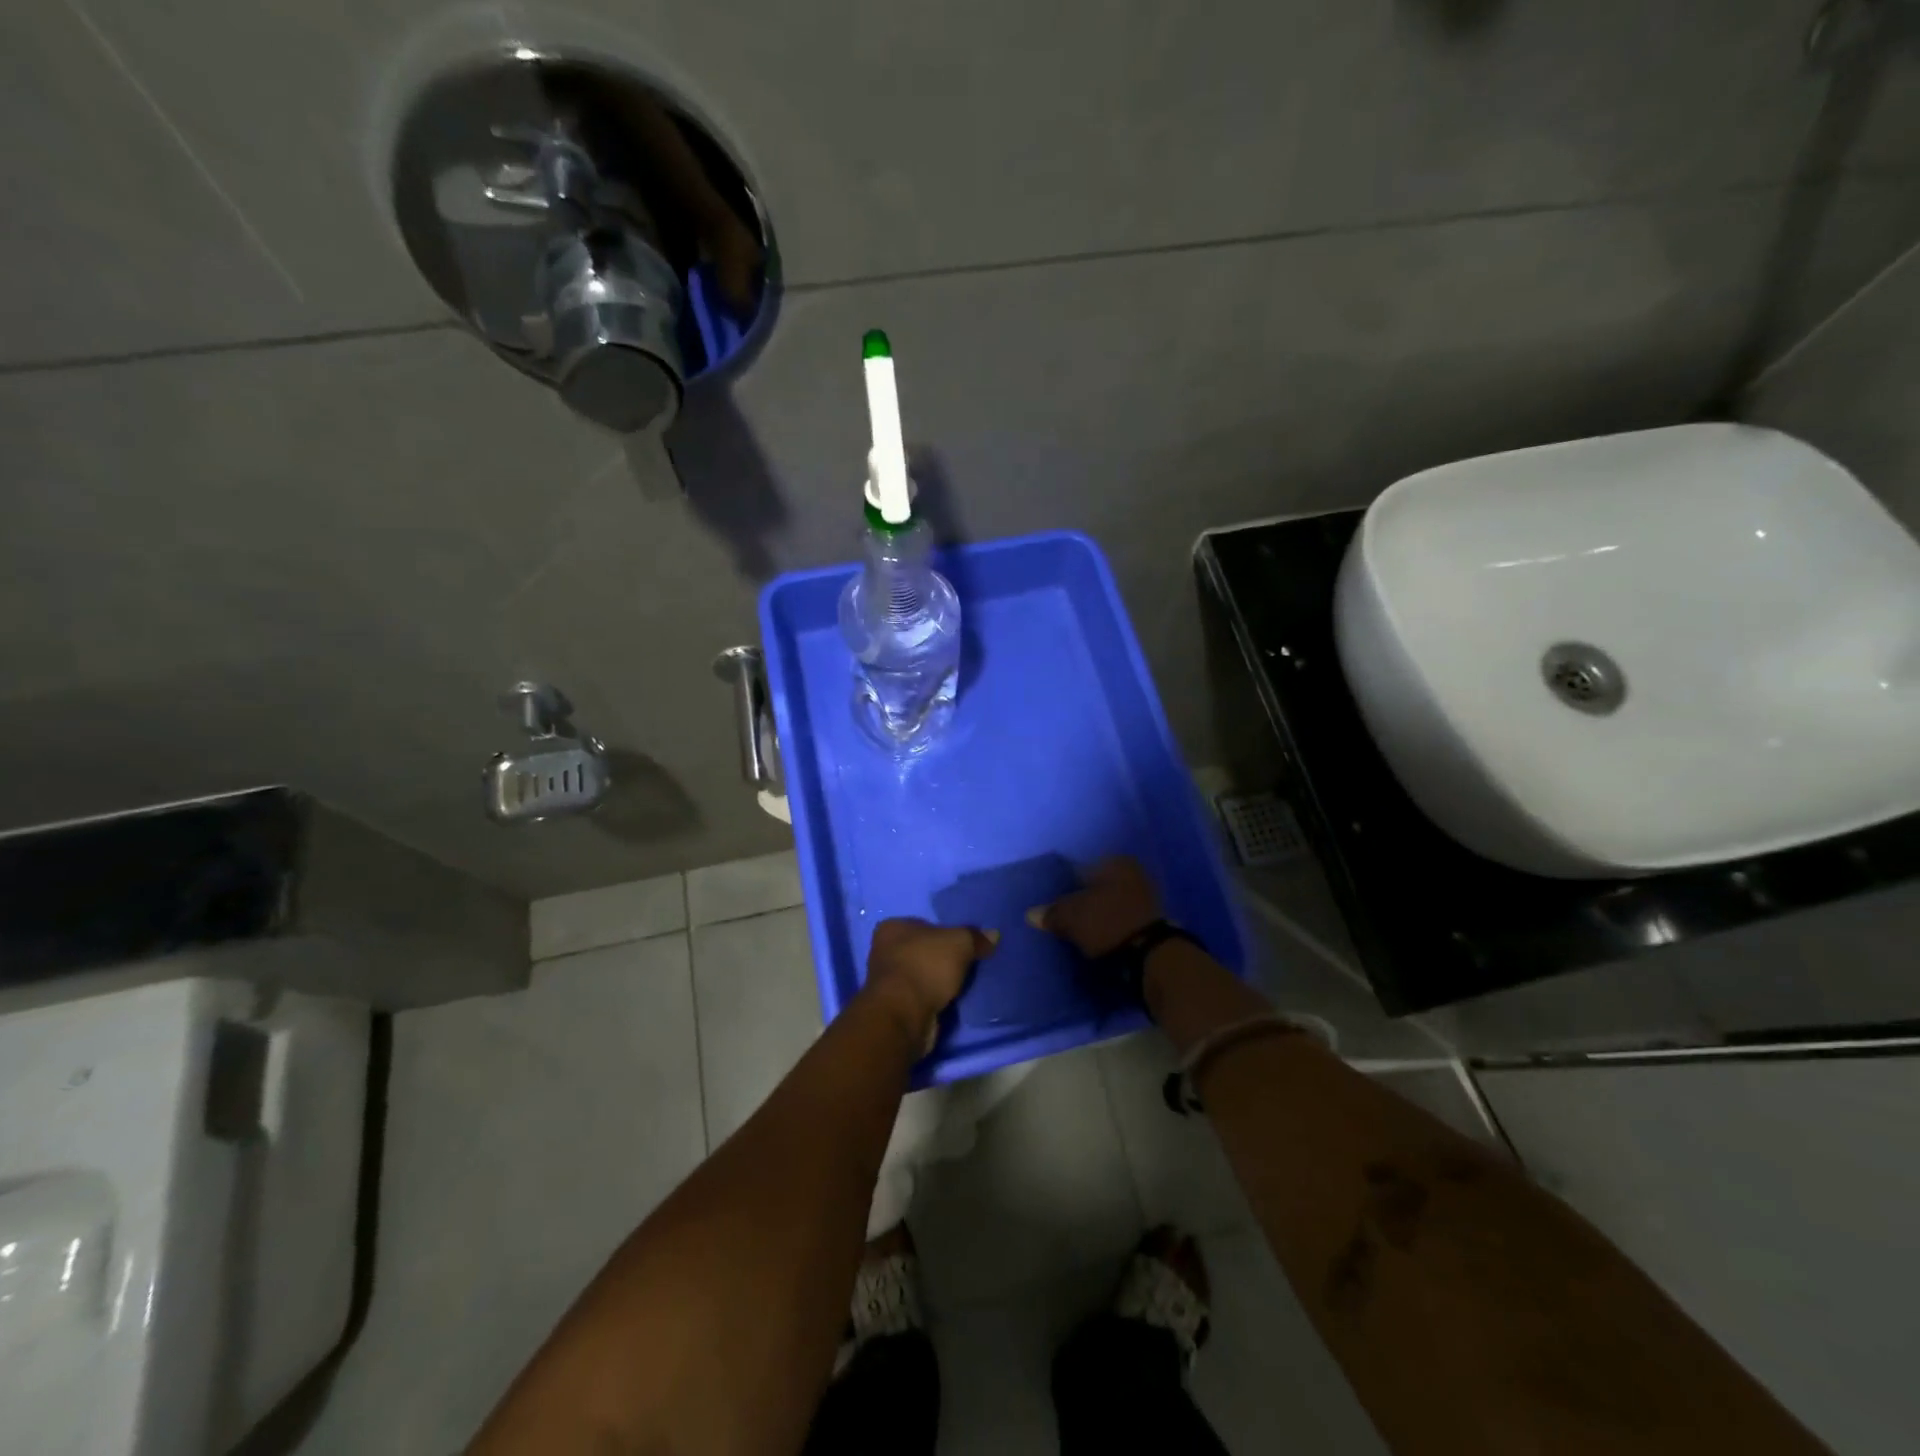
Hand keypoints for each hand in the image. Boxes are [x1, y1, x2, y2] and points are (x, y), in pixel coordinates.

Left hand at [863, 918, 997, 1052]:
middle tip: (967, 963)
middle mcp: (884, 951)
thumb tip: (993, 935)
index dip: (944, 932)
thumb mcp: (959, 943)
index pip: (923, 924)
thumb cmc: (926, 966)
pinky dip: (933, 999)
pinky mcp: (894, 1007)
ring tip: (963, 984)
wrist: (904, 1015)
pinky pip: (920, 996)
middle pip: (922, 950)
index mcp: (892, 928)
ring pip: (921, 974)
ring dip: (938, 981)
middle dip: (942, 958)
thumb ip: (975, 937)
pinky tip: (951, 1001)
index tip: (962, 944)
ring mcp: (888, 981)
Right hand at [1029, 857, 1161, 956]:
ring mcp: (1147, 898)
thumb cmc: (1107, 922)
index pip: (1081, 869)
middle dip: (1083, 900)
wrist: (1150, 956)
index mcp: (1116, 862)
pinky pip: (1121, 919)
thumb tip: (1031, 914)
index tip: (1054, 903)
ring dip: (1097, 915)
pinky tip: (1098, 939)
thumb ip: (1051, 912)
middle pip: (1097, 887)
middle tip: (1065, 917)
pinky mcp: (1152, 922)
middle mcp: (1134, 873)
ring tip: (1079, 932)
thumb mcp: (1071, 916)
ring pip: (1110, 903)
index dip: (1064, 887)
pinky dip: (1109, 927)